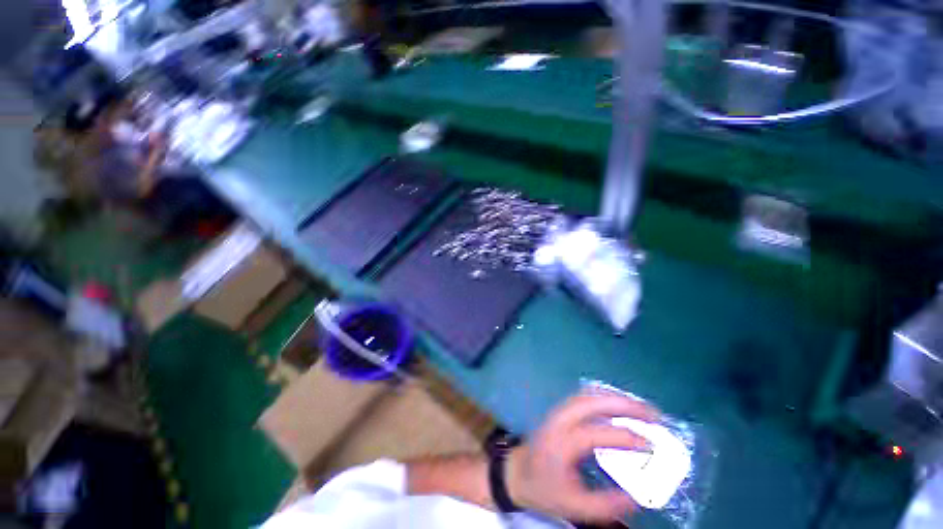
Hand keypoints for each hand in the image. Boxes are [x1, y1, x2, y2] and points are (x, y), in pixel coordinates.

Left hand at [506, 393, 659, 522]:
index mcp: (561, 443)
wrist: (518, 472)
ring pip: (588, 394)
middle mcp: (559, 420)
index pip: (596, 433)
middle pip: (591, 402)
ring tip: (641, 407)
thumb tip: (637, 498)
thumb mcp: (573, 506)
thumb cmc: (544, 489)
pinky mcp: (561, 410)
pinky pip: (584, 396)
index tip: (651, 446)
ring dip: (615, 397)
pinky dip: (604, 396)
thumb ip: (605, 505)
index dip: (625, 437)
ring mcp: (559, 411)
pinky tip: (620, 404)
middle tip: (653, 414)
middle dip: (624, 404)